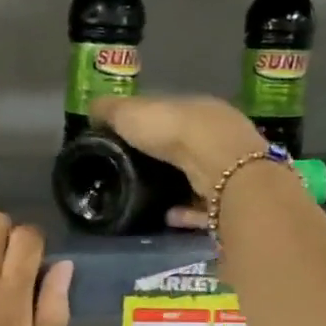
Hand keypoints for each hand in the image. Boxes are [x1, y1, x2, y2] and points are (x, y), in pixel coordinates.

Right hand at [89, 94, 267, 229]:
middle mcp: (218, 135)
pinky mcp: (232, 198)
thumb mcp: (131, 113)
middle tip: (134, 172)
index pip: (171, 114)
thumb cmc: (174, 131)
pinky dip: (187, 211)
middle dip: (166, 158)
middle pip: (188, 147)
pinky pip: (205, 206)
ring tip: (148, 199)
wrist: (220, 166)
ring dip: (177, 187)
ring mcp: (230, 167)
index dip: (149, 124)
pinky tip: (167, 217)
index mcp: (197, 108)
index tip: (127, 140)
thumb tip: (93, 108)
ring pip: (200, 176)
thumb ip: (111, 111)